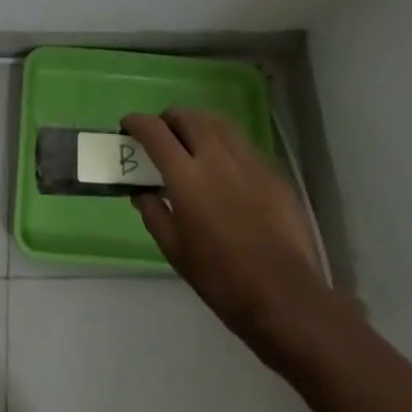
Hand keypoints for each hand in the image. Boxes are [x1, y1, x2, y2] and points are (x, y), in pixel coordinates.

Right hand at [122, 108, 330, 345]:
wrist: (284, 295)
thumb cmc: (221, 278)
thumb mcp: (176, 251)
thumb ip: (154, 214)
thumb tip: (142, 192)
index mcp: (186, 176)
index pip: (155, 132)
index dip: (137, 122)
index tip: (128, 125)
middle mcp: (216, 156)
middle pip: (187, 117)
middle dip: (169, 120)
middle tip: (162, 136)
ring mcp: (247, 159)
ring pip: (217, 122)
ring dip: (198, 124)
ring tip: (192, 141)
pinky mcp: (270, 169)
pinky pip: (241, 142)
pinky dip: (224, 142)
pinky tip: (224, 165)